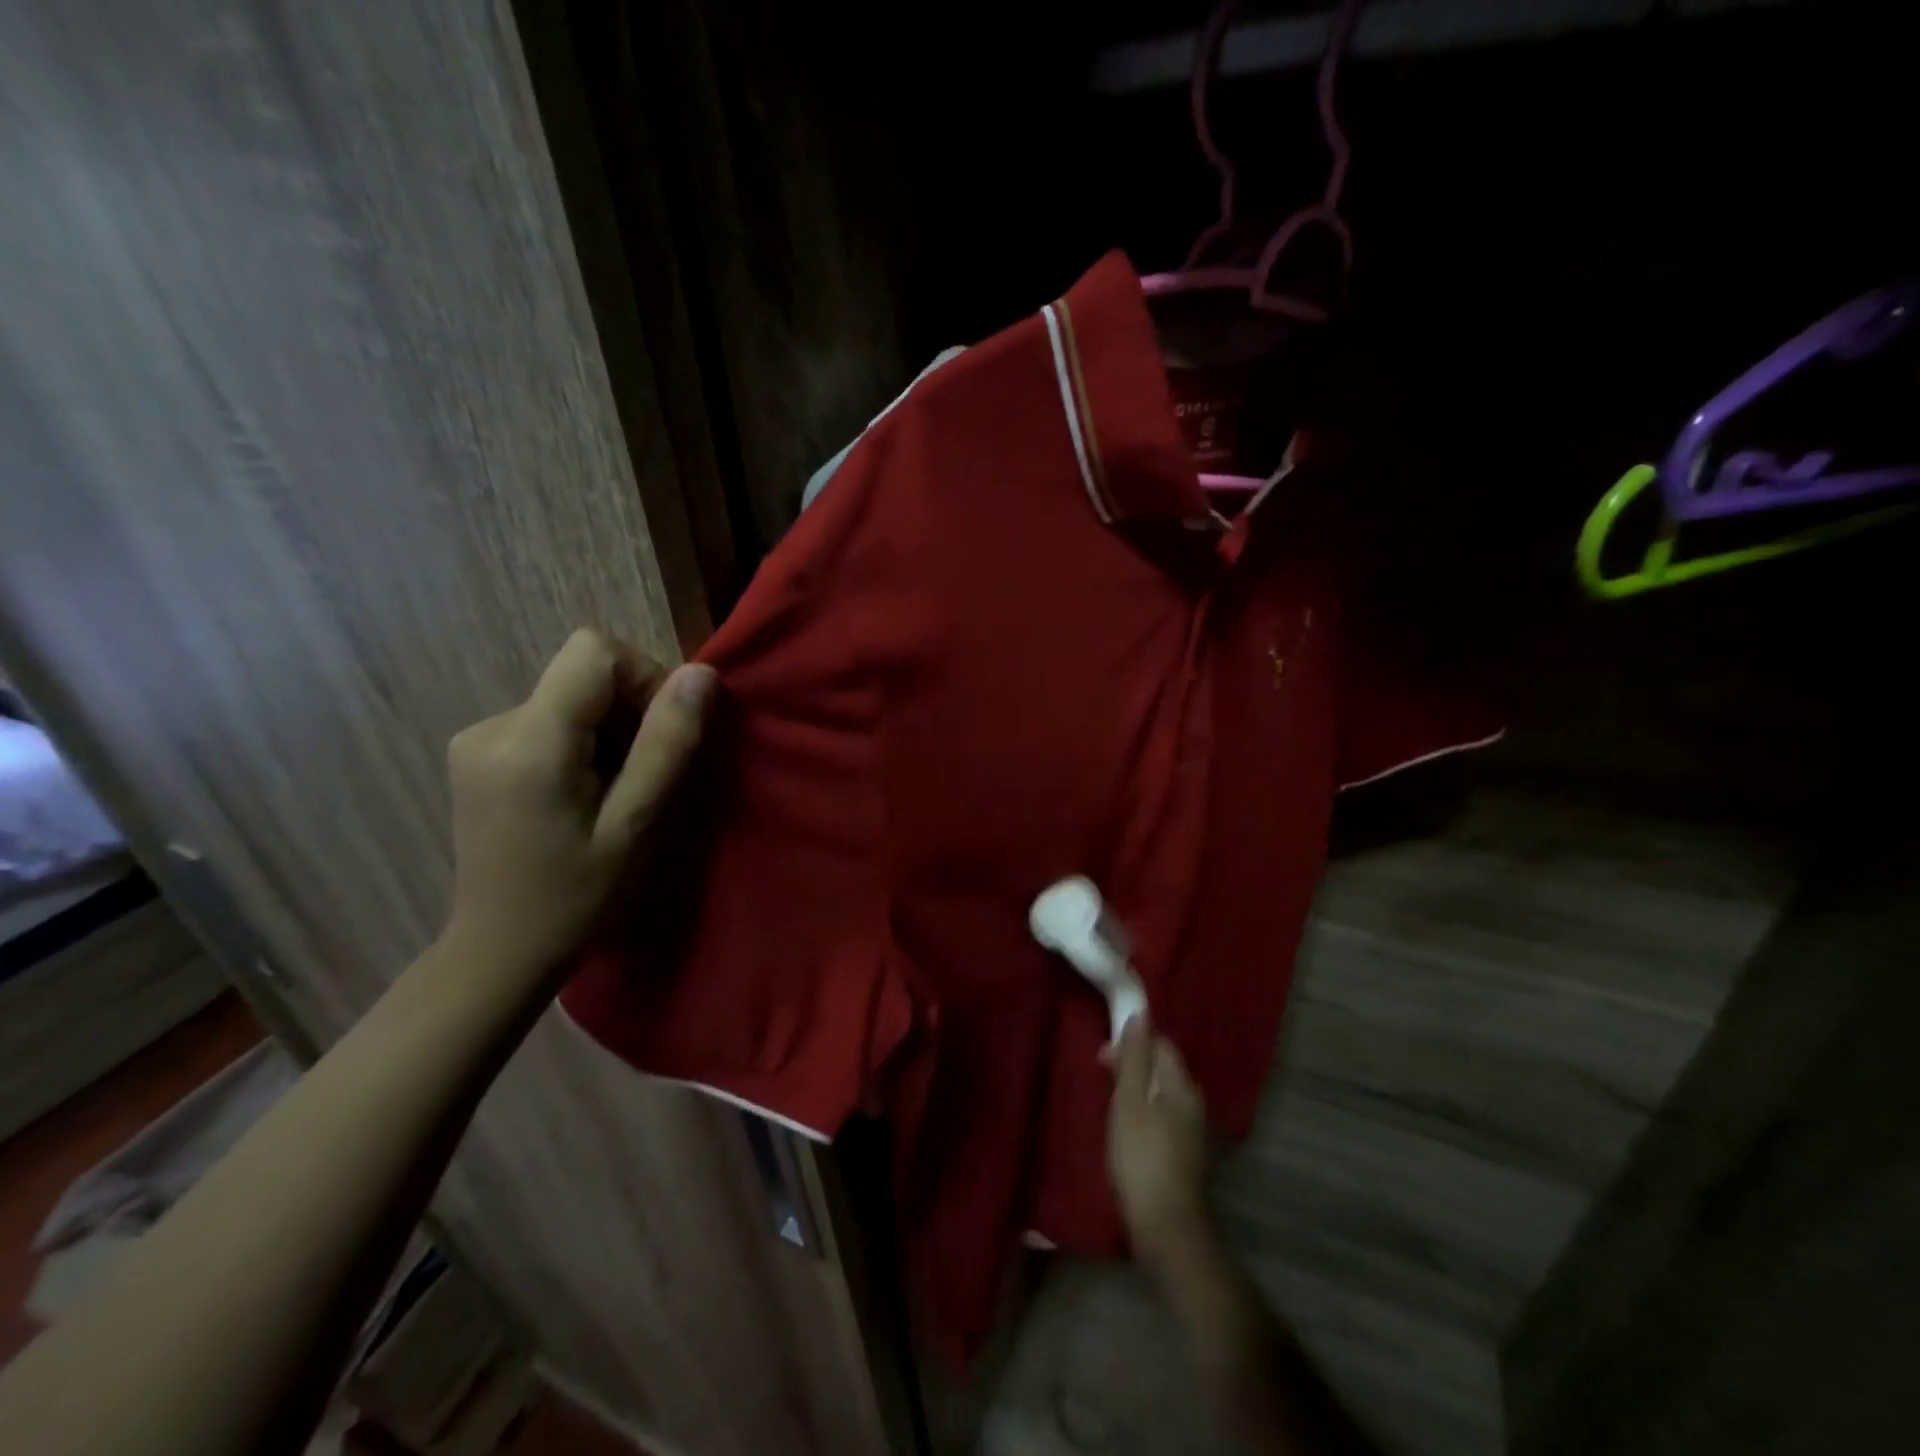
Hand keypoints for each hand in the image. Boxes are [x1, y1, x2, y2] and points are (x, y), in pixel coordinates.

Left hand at [443, 629, 714, 979]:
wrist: (499, 951)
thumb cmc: (577, 898)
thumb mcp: (637, 824)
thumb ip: (668, 744)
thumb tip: (701, 674)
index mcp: (529, 742)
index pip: (594, 652)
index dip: (643, 678)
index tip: (662, 734)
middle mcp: (492, 725)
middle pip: (583, 674)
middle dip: (630, 713)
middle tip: (644, 778)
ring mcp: (478, 738)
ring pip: (571, 696)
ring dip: (609, 732)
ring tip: (615, 794)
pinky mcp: (478, 753)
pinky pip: (550, 719)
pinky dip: (583, 743)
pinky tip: (585, 795)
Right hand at [1107, 1017, 1211, 1271]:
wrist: (1165, 1225)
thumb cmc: (1141, 1156)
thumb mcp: (1129, 1101)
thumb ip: (1134, 1058)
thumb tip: (1141, 1014)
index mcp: (1182, 1086)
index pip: (1161, 1044)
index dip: (1133, 1042)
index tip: (1104, 1057)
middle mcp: (1193, 1102)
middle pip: (1163, 1067)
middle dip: (1133, 1064)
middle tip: (1102, 1079)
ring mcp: (1192, 1131)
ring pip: (1162, 1093)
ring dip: (1137, 1089)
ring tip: (1110, 1105)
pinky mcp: (1185, 1154)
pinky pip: (1163, 1116)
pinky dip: (1144, 1112)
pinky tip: (1128, 1132)